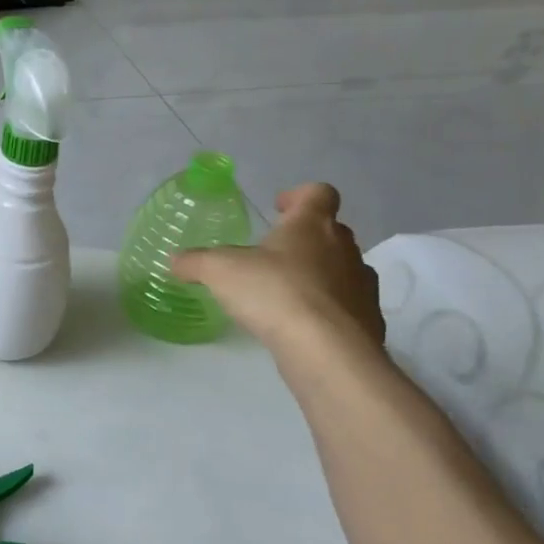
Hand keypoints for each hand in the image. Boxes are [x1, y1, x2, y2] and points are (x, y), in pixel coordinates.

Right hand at [172, 183, 384, 350]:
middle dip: (303, 238)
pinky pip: (347, 305)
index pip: (318, 193)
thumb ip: (195, 262)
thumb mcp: (218, 271)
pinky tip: (301, 325)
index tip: (278, 208)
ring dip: (317, 273)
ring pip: (341, 268)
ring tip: (284, 292)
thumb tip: (175, 260)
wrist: (327, 350)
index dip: (298, 196)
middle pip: (330, 230)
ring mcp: (361, 285)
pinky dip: (326, 309)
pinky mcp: (368, 320)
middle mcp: (344, 248)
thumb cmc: (274, 292)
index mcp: (311, 225)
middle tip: (272, 254)